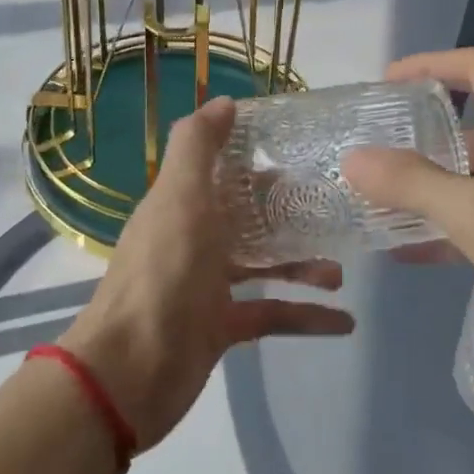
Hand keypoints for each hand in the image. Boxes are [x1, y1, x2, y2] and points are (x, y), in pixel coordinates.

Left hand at [60, 97, 354, 449]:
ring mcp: (207, 286)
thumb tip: (225, 101)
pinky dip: (306, 317)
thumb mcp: (179, 197)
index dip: (257, 156)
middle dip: (288, 212)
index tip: (303, 149)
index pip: (223, 170)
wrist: (129, 372)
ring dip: (302, 265)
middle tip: (333, 209)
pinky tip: (344, 321)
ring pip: (264, 266)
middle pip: (248, 217)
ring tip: (341, 271)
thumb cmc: (162, 274)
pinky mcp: (222, 328)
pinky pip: (272, 315)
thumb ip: (197, 146)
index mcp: (182, 204)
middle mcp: (195, 239)